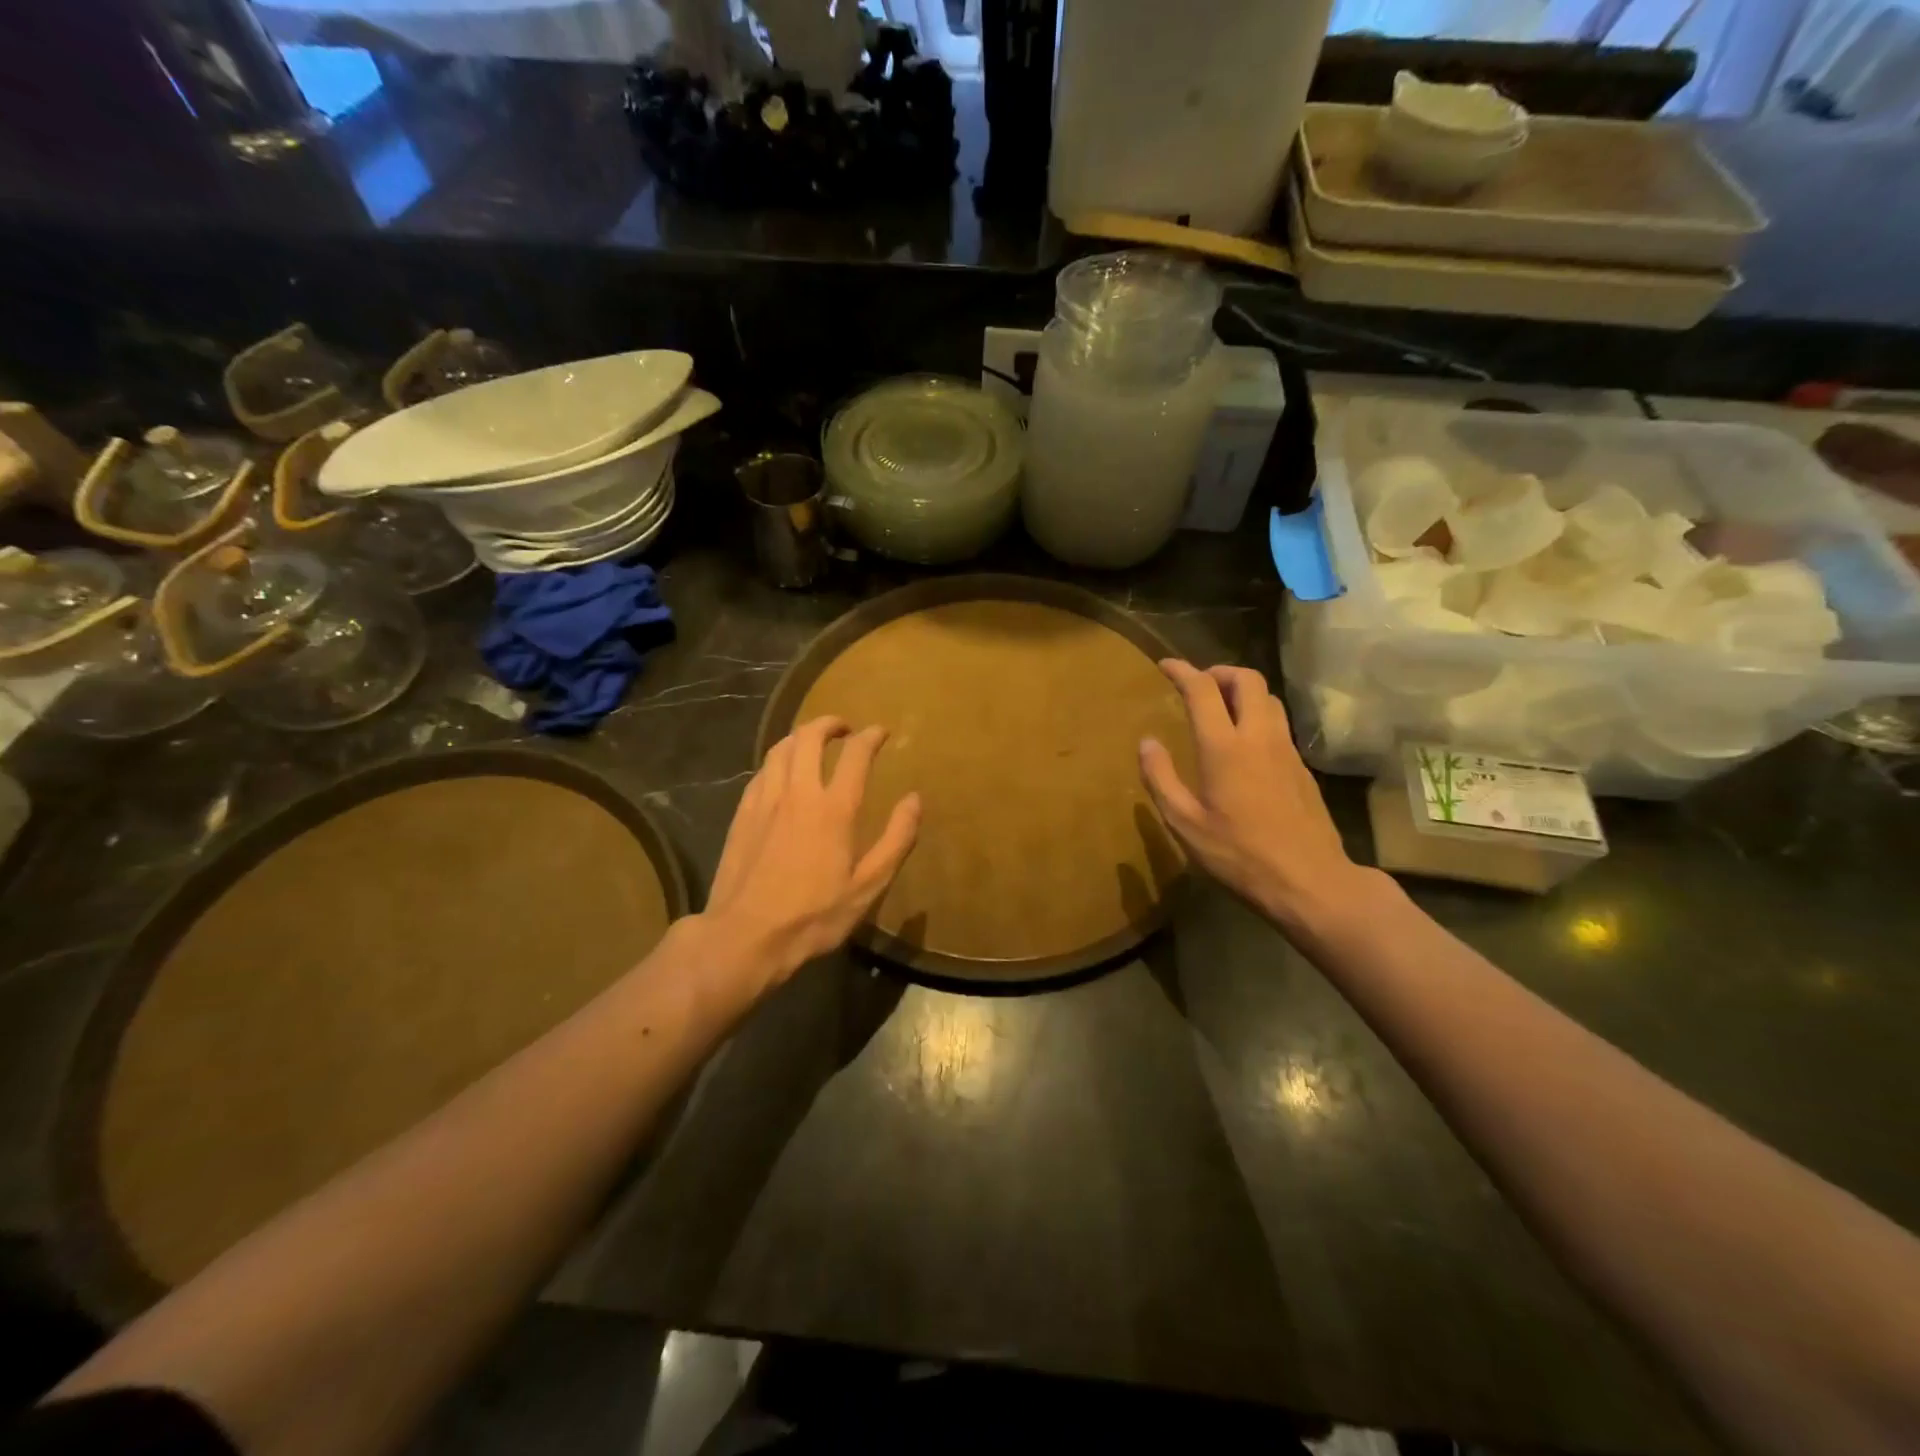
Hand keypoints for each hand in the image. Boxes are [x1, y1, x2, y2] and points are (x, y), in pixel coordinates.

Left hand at [701, 716, 920, 998]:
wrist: (745, 936)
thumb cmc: (814, 916)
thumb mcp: (868, 887)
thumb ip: (896, 840)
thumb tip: (915, 799)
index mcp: (834, 808)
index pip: (855, 754)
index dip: (871, 737)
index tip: (881, 732)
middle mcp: (798, 793)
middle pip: (809, 737)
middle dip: (830, 724)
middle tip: (844, 729)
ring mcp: (765, 801)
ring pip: (780, 748)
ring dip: (800, 736)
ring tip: (812, 742)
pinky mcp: (742, 814)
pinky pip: (762, 771)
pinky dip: (778, 760)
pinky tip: (781, 774)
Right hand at [1139, 661, 1373, 930]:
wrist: (1309, 880)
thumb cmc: (1238, 854)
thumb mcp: (1184, 823)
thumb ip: (1161, 778)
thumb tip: (1147, 742)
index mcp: (1224, 747)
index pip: (1203, 689)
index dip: (1182, 671)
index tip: (1165, 666)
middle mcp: (1259, 736)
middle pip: (1247, 679)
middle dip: (1219, 672)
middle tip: (1198, 685)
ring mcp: (1286, 750)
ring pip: (1268, 698)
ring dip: (1242, 691)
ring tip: (1221, 708)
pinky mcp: (1302, 767)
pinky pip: (1279, 723)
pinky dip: (1258, 716)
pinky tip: (1245, 744)